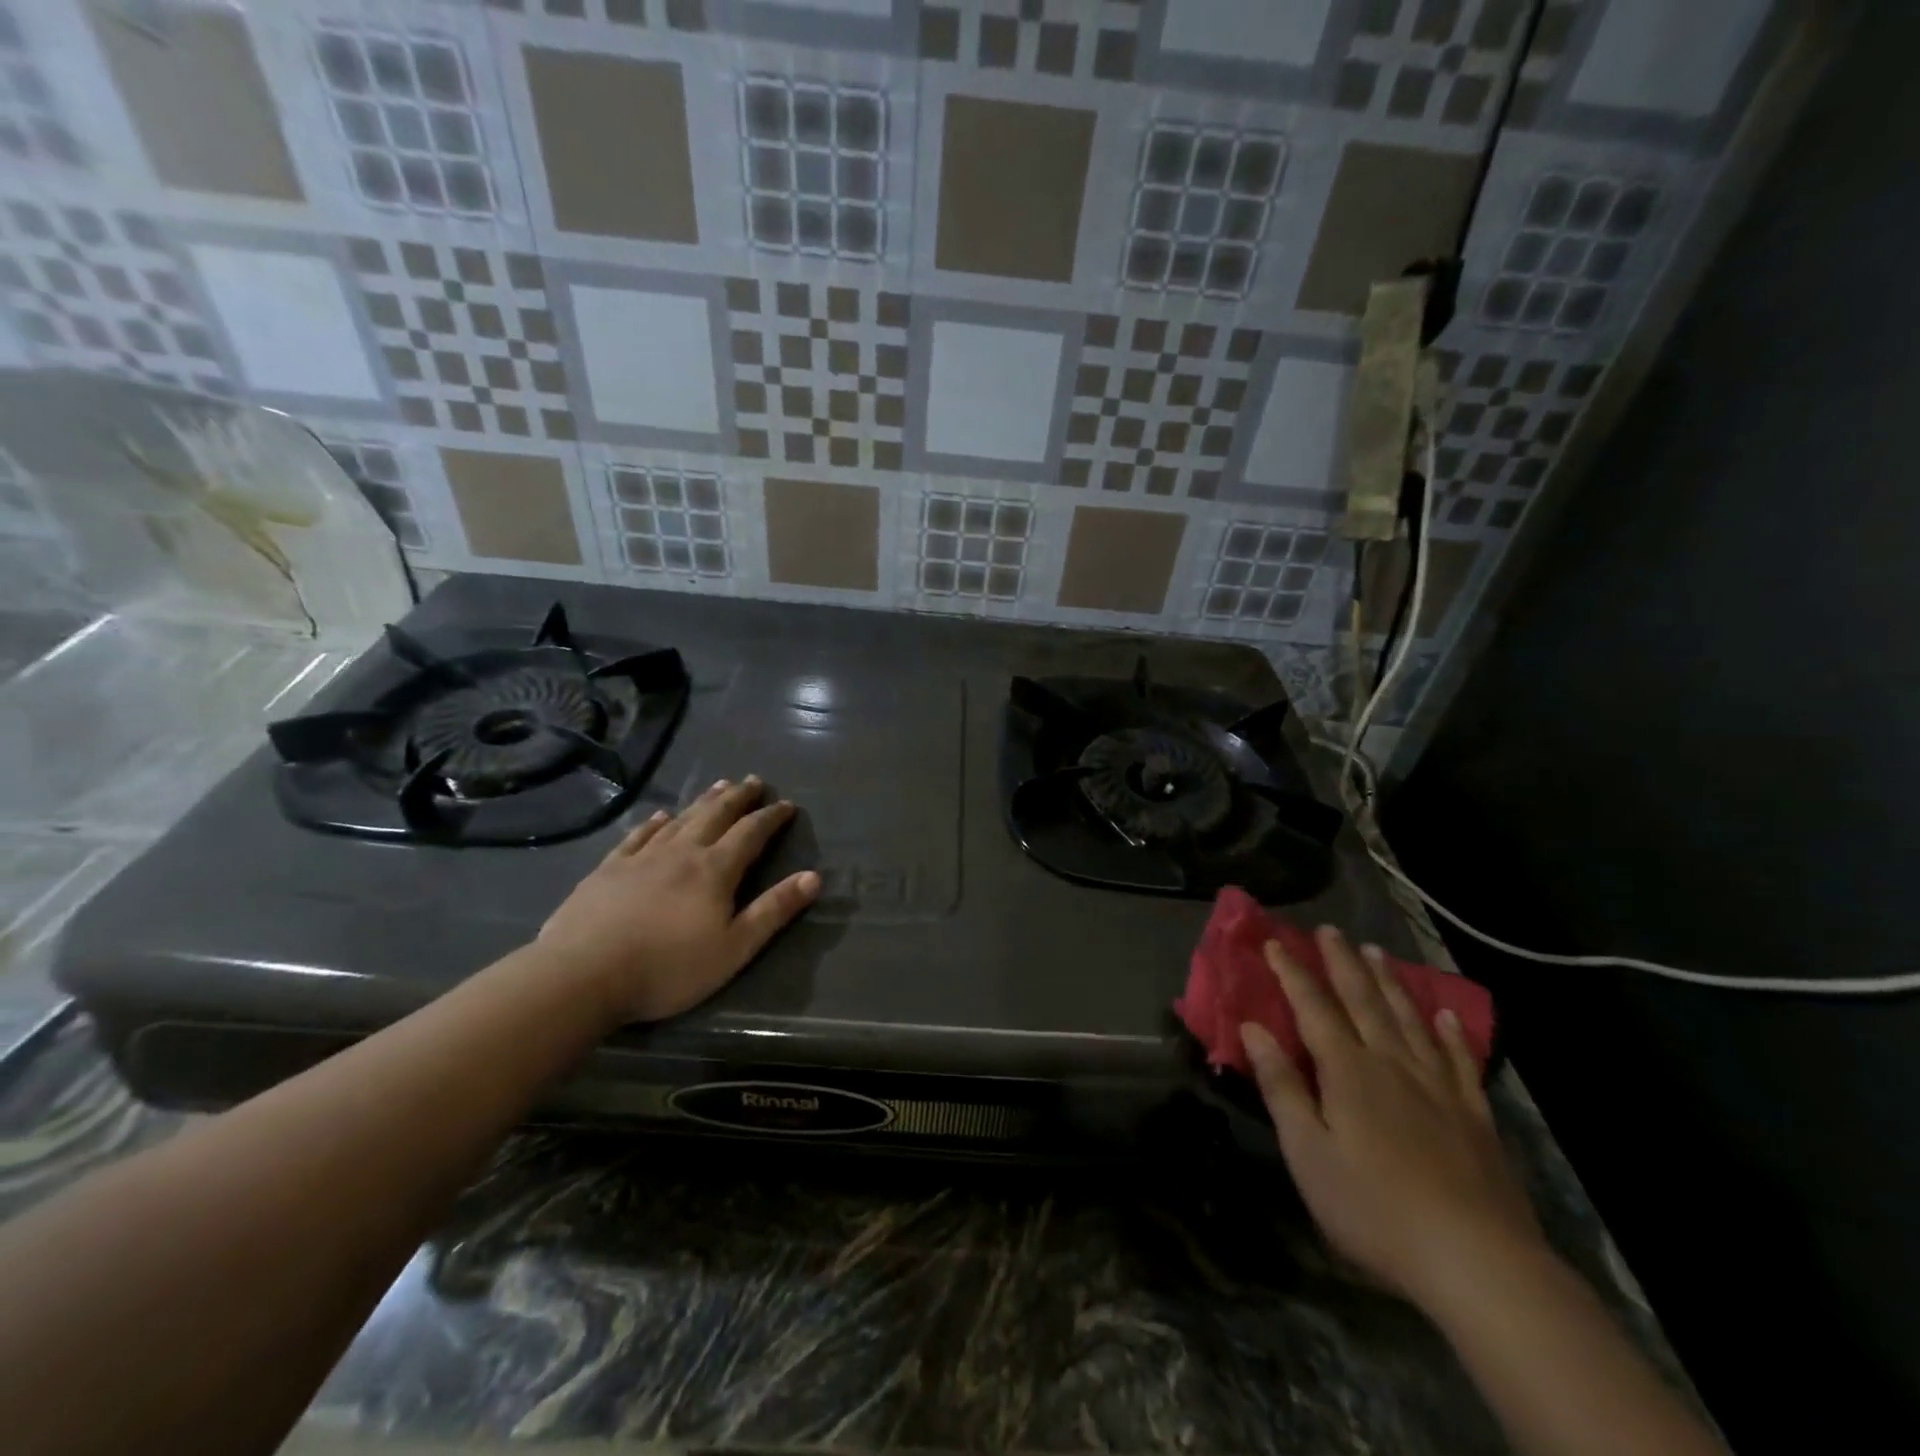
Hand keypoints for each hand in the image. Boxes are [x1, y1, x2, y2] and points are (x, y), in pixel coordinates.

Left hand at [538, 776, 819, 1024]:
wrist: (582, 976)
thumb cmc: (667, 968)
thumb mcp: (734, 948)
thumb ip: (774, 911)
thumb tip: (813, 877)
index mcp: (715, 870)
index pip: (751, 833)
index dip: (771, 817)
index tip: (787, 804)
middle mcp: (682, 852)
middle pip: (716, 815)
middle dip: (739, 797)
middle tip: (753, 780)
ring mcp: (642, 858)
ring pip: (681, 820)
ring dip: (704, 801)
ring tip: (719, 785)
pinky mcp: (608, 870)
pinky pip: (638, 836)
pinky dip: (655, 822)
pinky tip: (661, 815)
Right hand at [1240, 926, 1545, 1311]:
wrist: (1478, 1262)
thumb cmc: (1374, 1208)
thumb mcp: (1308, 1152)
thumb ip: (1282, 1086)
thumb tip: (1253, 1029)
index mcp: (1348, 1071)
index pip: (1313, 1008)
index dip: (1292, 973)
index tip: (1274, 942)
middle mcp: (1392, 1064)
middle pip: (1364, 1001)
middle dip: (1342, 963)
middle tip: (1330, 929)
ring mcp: (1439, 1087)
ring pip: (1409, 1020)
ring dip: (1390, 983)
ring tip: (1376, 952)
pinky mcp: (1475, 1116)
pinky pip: (1459, 1060)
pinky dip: (1450, 1033)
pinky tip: (1446, 1015)